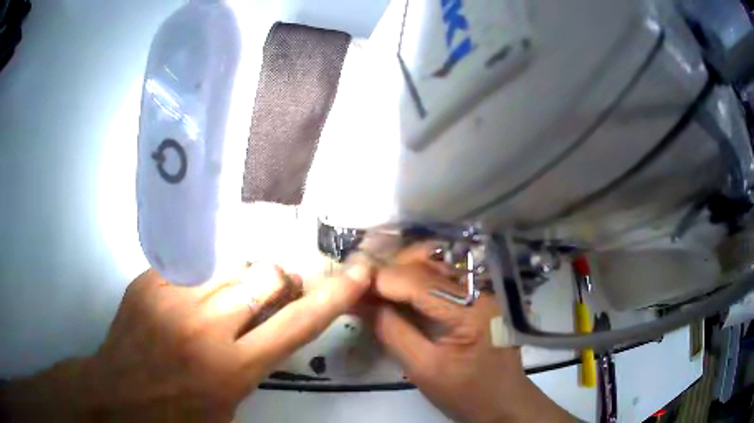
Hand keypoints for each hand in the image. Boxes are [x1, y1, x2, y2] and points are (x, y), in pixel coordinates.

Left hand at [1, 262, 372, 420]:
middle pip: (262, 277)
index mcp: (232, 368)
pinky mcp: (149, 281)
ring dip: (239, 276)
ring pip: (228, 264)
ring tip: (225, 294)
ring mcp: (173, 298)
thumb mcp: (227, 405)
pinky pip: (191, 264)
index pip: (297, 325)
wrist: (119, 393)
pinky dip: (203, 276)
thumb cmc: (178, 411)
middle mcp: (207, 327)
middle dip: (275, 280)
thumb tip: (266, 328)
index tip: (358, 273)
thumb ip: (251, 366)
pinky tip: (191, 295)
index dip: (333, 297)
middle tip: (271, 288)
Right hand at [371, 246, 571, 422]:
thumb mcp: (424, 369)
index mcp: (470, 309)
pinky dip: (416, 280)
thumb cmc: (467, 393)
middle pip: (428, 262)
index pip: (417, 281)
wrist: (503, 401)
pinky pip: (442, 278)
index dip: (380, 280)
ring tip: (375, 286)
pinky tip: (398, 292)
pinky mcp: (478, 296)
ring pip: (435, 264)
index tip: (350, 285)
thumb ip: (392, 333)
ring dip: (402, 271)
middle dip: (390, 270)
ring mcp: (482, 290)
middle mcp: (479, 289)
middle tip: (361, 285)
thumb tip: (363, 303)